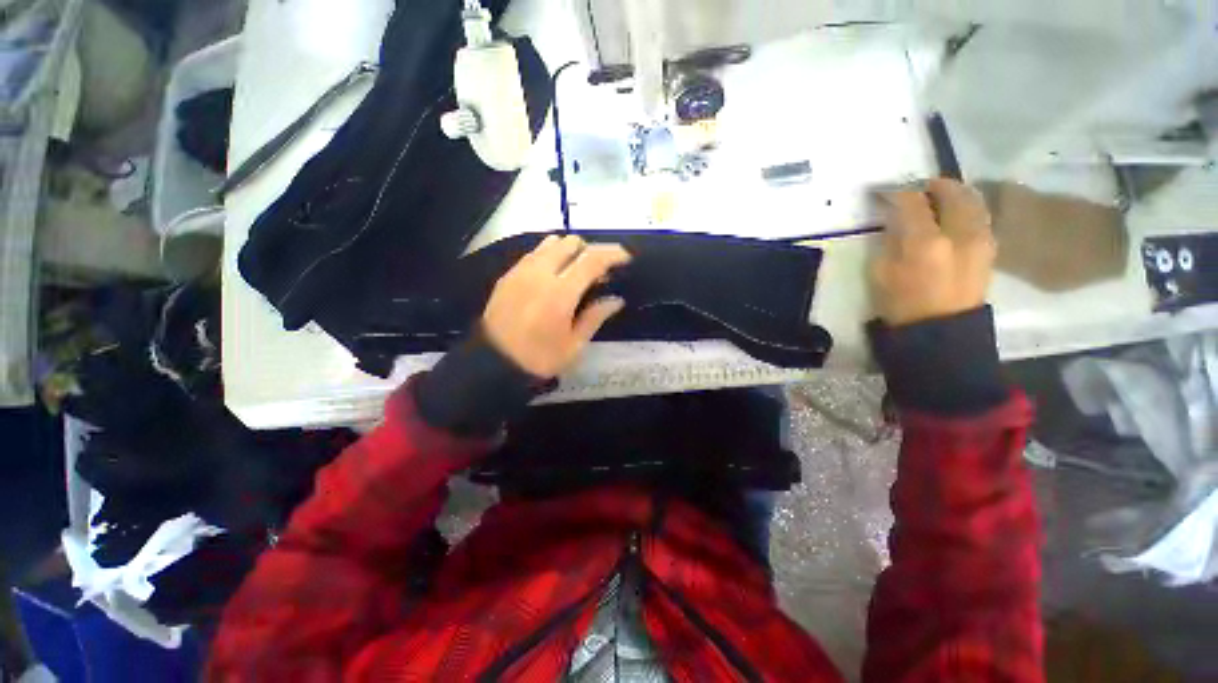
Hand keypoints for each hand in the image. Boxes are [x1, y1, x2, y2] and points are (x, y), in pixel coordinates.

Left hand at [483, 235, 631, 377]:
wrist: (492, 364)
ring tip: (576, 271)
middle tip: (600, 270)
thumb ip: (595, 317)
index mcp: (560, 294)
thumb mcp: (574, 345)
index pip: (591, 259)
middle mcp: (540, 274)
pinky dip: (550, 256)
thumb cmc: (539, 359)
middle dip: (591, 250)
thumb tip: (616, 300)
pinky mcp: (508, 275)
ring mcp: (521, 271)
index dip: (612, 253)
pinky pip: (534, 253)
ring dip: (570, 250)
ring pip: (550, 242)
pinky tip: (554, 276)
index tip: (626, 257)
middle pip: (571, 242)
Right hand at [871, 178, 996, 326]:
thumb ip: (889, 241)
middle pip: (952, 191)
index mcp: (925, 242)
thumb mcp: (880, 273)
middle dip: (932, 185)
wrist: (940, 331)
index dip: (895, 192)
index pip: (911, 201)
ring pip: (972, 199)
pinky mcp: (989, 247)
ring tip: (936, 197)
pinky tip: (952, 214)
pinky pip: (979, 214)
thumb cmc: (901, 305)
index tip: (882, 192)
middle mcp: (959, 233)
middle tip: (915, 189)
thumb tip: (896, 220)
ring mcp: (980, 238)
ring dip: (953, 193)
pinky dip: (965, 206)